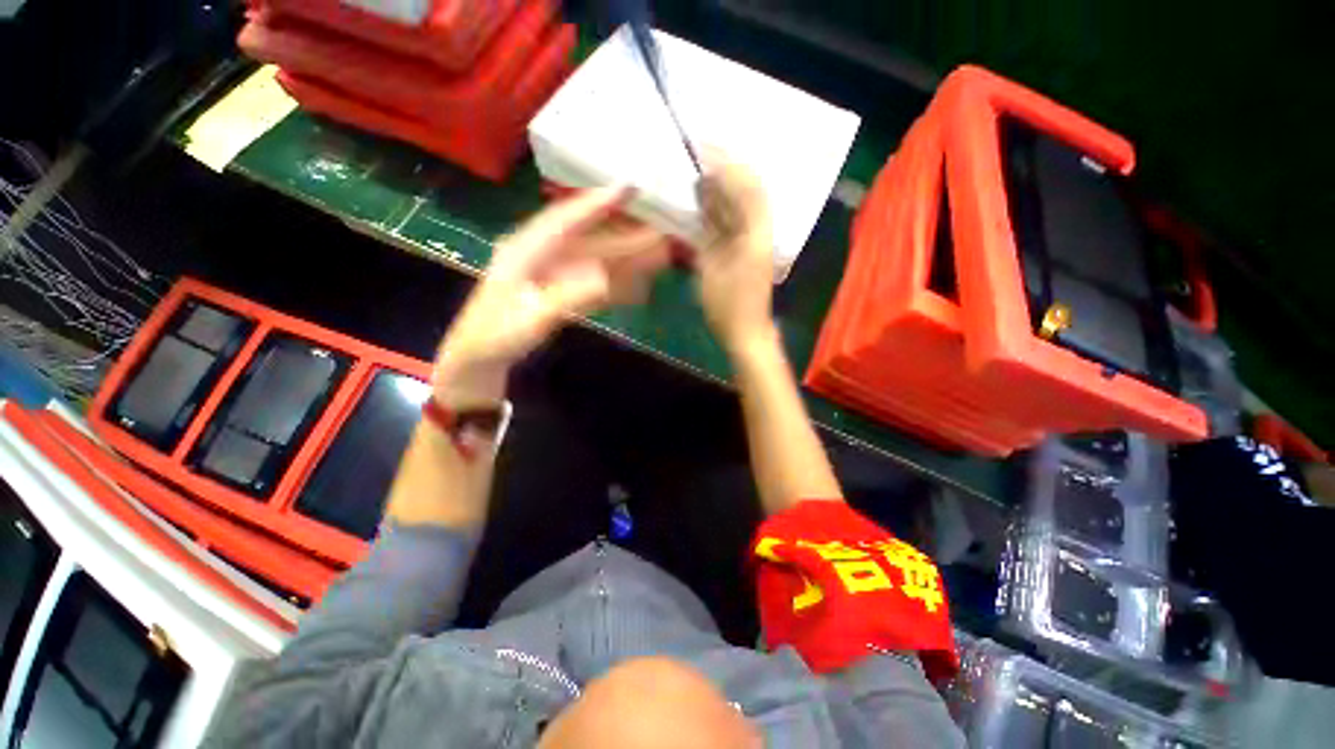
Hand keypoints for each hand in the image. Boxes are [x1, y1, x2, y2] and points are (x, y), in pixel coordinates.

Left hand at [435, 186, 670, 401]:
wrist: (480, 358)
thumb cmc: (497, 336)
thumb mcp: (531, 318)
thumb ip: (568, 297)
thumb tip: (605, 278)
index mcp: (527, 250)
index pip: (566, 219)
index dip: (597, 203)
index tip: (629, 188)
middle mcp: (542, 255)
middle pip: (589, 239)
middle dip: (625, 235)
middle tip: (660, 230)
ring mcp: (553, 274)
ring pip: (595, 260)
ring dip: (626, 259)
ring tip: (659, 255)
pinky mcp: (560, 292)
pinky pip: (593, 282)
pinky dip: (616, 283)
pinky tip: (638, 286)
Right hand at [692, 156, 777, 354]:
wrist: (744, 332)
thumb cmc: (730, 306)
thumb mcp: (715, 269)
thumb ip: (711, 229)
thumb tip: (705, 193)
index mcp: (756, 233)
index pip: (748, 187)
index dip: (729, 165)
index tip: (705, 148)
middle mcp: (755, 231)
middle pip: (744, 191)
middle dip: (724, 168)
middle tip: (698, 150)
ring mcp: (747, 240)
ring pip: (735, 204)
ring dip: (718, 185)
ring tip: (696, 167)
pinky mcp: (737, 250)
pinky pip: (726, 221)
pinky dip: (714, 207)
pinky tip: (700, 198)